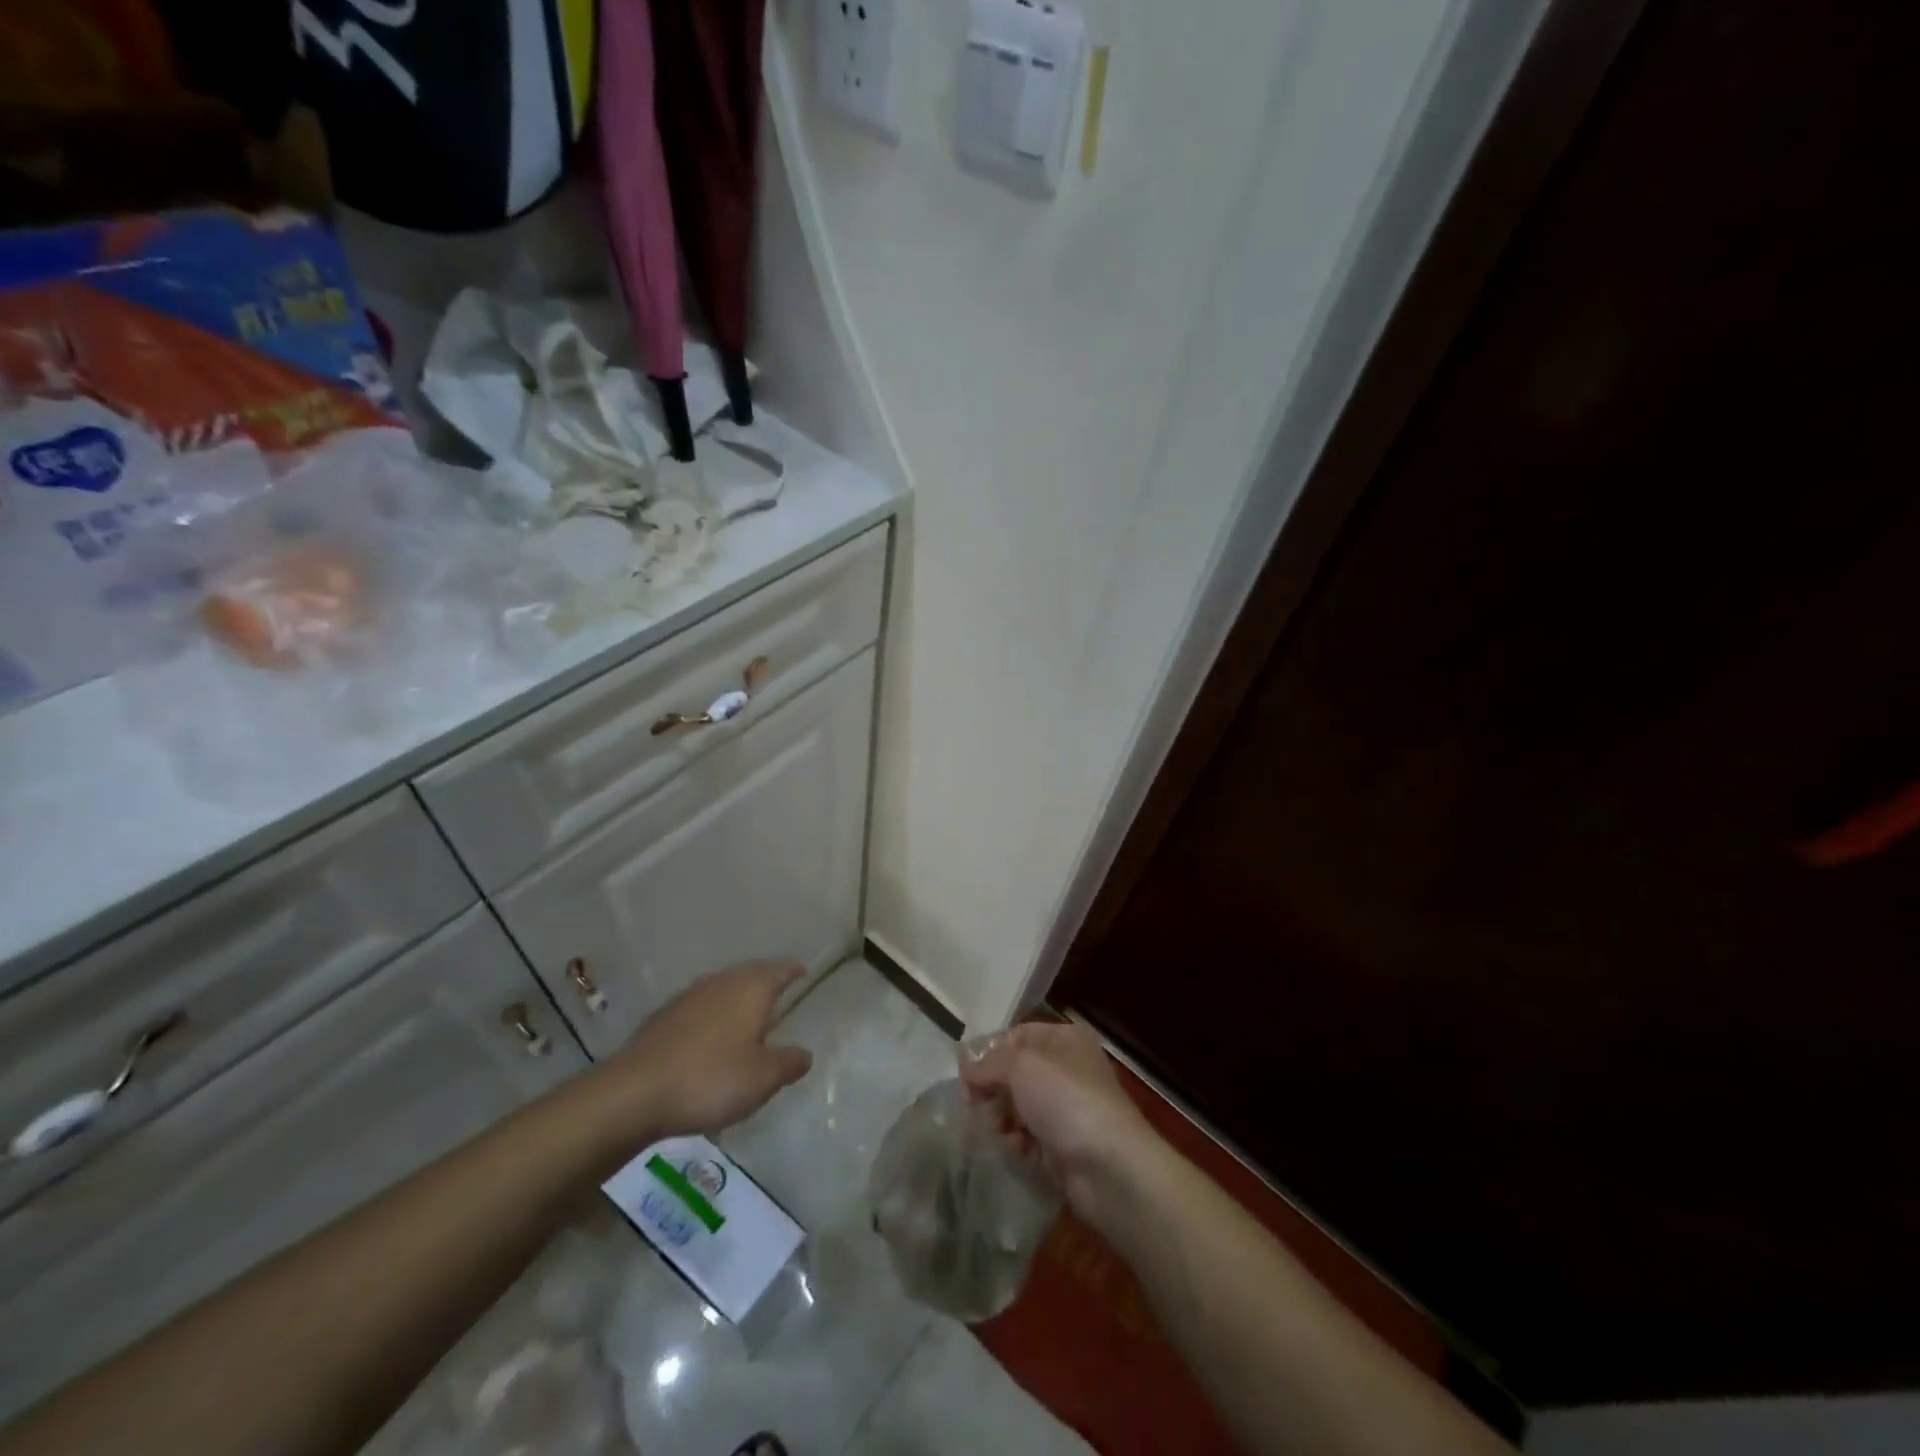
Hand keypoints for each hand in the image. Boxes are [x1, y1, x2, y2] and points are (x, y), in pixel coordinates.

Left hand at [591, 961, 813, 1144]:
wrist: (632, 1093)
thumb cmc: (710, 1079)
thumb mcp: (763, 1079)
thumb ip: (789, 1063)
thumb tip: (804, 1053)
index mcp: (751, 988)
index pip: (780, 970)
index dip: (794, 971)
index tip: (803, 972)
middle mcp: (721, 982)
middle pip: (750, 975)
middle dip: (765, 983)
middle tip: (779, 997)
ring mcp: (688, 997)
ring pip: (722, 990)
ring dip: (736, 1001)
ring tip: (747, 1020)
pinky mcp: (663, 1018)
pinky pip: (699, 1009)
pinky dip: (711, 1018)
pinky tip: (710, 1040)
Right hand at [959, 1020, 1156, 1230]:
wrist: (1111, 1168)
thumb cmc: (1066, 1101)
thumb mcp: (1022, 1067)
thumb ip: (989, 1062)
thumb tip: (965, 1061)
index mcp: (1063, 1039)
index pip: (1015, 1036)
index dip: (988, 1053)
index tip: (966, 1077)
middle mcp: (1067, 1068)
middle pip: (1015, 1072)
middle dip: (992, 1089)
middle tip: (974, 1106)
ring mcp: (1067, 1107)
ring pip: (1020, 1105)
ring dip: (1002, 1117)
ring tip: (997, 1131)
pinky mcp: (1065, 1144)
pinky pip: (1030, 1135)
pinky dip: (1019, 1141)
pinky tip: (1017, 1150)